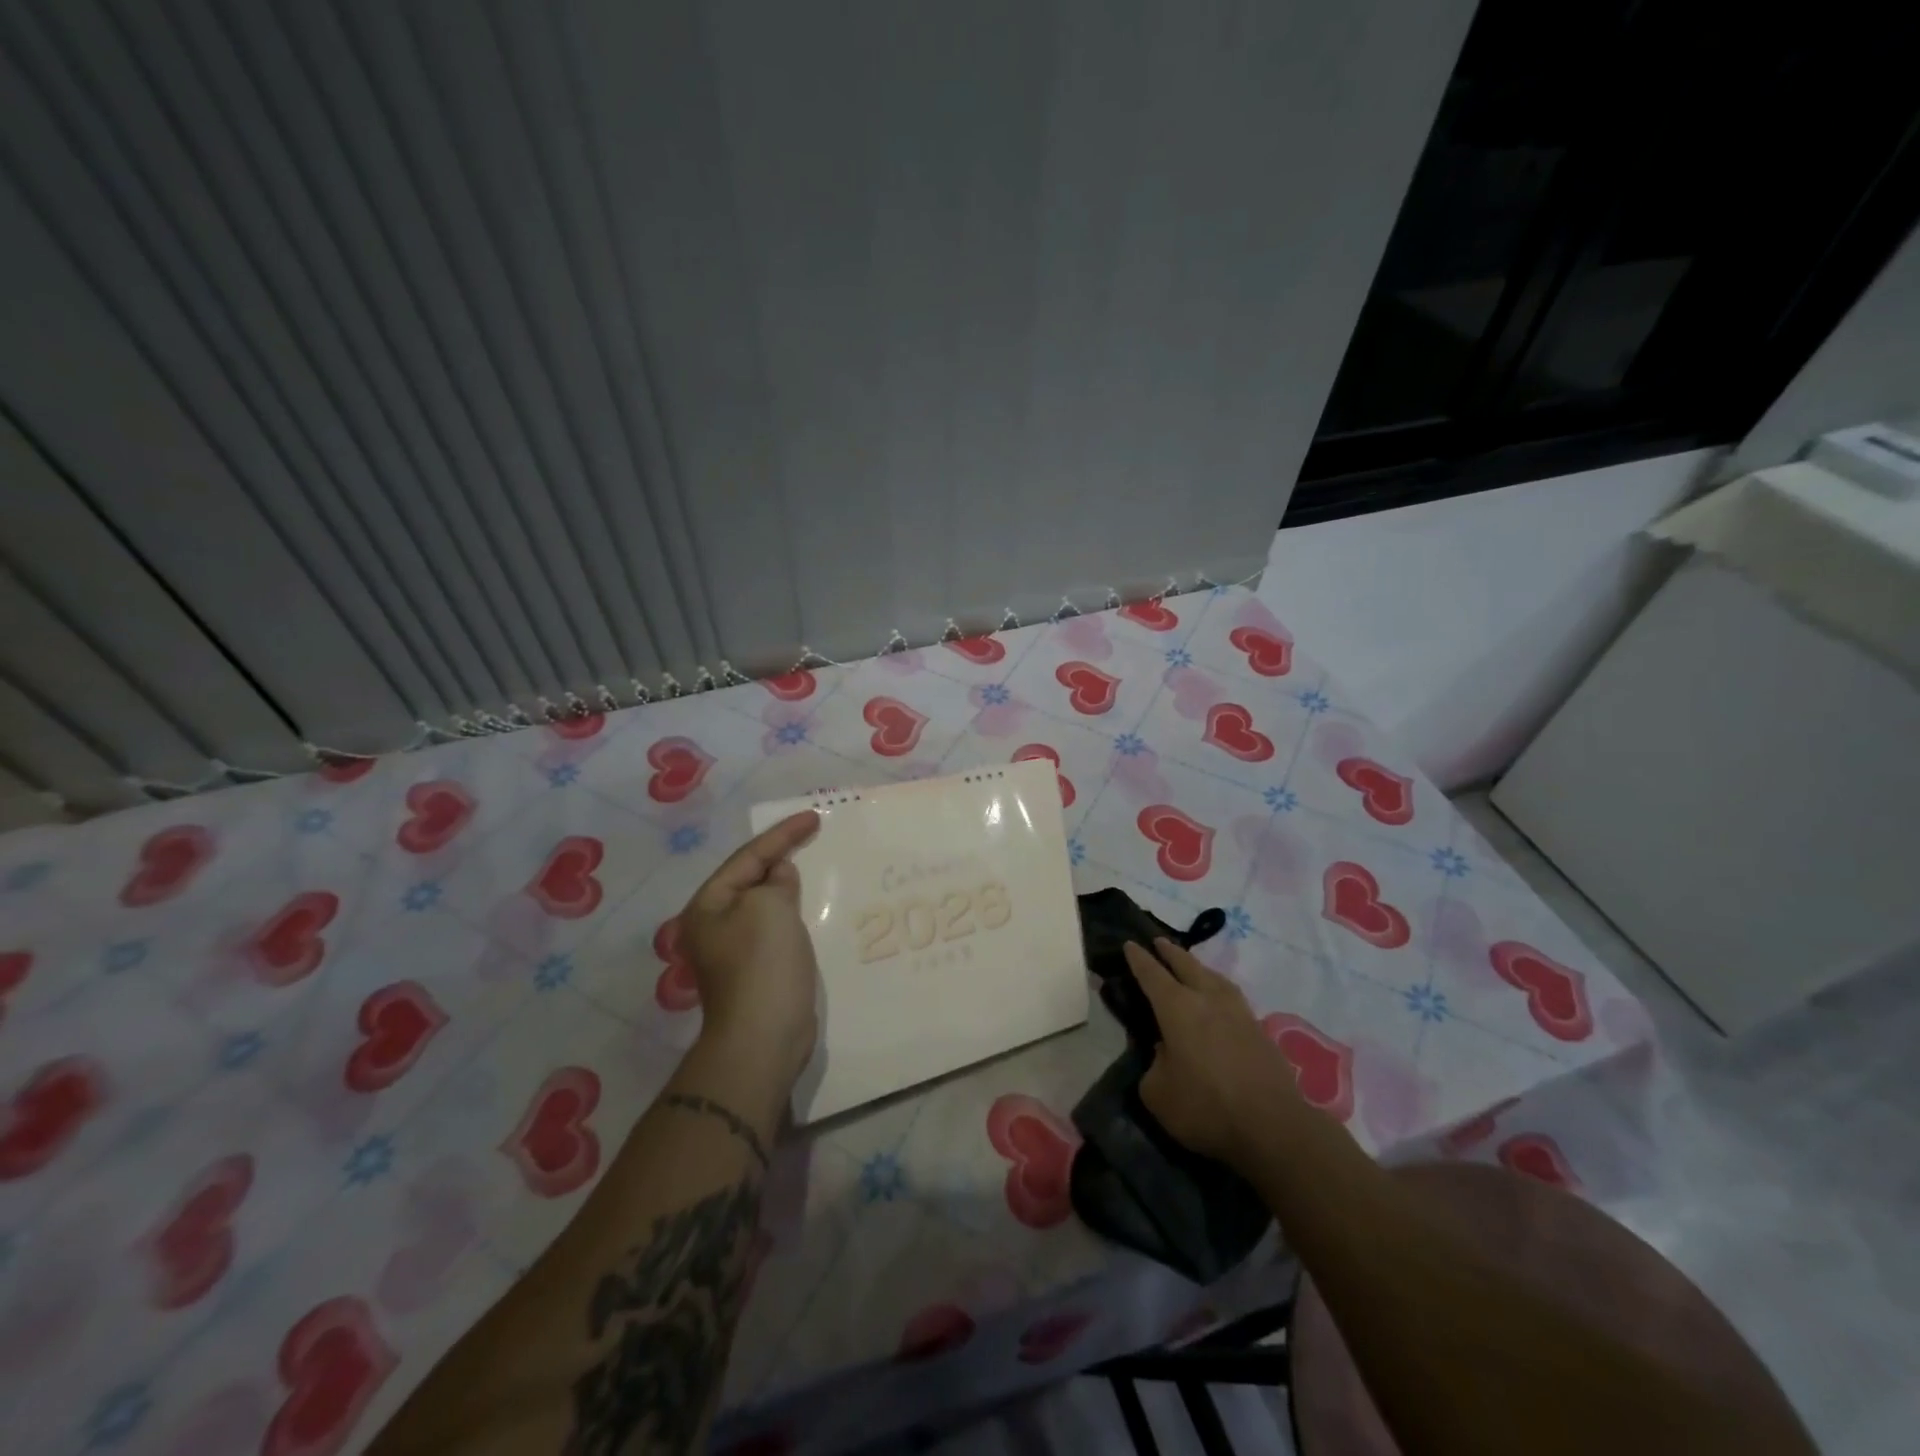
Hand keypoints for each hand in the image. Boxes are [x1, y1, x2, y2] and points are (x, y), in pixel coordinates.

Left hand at [677, 811, 821, 1092]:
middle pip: (751, 878)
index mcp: (707, 906)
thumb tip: (778, 876)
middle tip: (813, 836)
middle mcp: (714, 925)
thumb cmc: (762, 964)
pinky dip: (794, 911)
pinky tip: (813, 906)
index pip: (748, 857)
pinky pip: (777, 926)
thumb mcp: (769, 908)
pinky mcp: (757, 969)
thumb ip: (775, 881)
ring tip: (814, 864)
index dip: (782, 834)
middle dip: (781, 856)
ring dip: (788, 885)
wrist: (763, 1037)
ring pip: (765, 903)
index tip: (813, 817)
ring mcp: (735, 949)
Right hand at [1124, 938, 1305, 1169]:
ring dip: (1197, 966)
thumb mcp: (1158, 1093)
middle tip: (1158, 941)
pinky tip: (1218, 997)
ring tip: (1190, 965)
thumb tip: (1163, 1053)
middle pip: (1186, 965)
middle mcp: (1207, 999)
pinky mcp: (1259, 1030)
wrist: (1274, 1127)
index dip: (1139, 959)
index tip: (1130, 944)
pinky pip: (1231, 995)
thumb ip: (1153, 1065)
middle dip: (1170, 952)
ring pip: (1213, 977)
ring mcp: (1238, 1012)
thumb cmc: (1206, 1107)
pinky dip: (1217, 987)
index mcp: (1177, 1008)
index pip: (1152, 974)